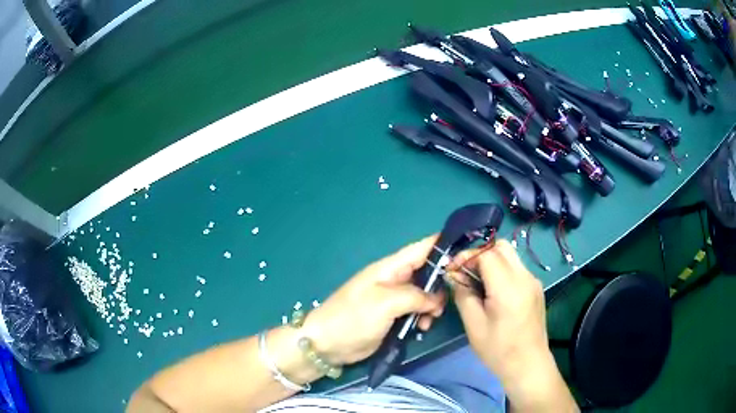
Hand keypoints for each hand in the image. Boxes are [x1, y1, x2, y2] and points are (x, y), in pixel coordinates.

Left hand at [301, 236, 445, 365]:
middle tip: (448, 300)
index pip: (421, 248)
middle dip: (441, 284)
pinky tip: (422, 328)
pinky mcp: (394, 316)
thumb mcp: (385, 302)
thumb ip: (415, 296)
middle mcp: (395, 279)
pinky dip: (424, 317)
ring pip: (425, 294)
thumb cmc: (353, 317)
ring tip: (430, 320)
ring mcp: (394, 299)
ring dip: (433, 305)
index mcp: (390, 267)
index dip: (443, 244)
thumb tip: (437, 299)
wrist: (327, 344)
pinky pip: (417, 311)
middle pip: (427, 272)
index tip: (466, 248)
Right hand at [448, 240, 576, 411]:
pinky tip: (493, 290)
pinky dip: (502, 270)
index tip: (453, 269)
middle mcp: (525, 277)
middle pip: (501, 247)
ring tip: (477, 281)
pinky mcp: (536, 288)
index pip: (487, 253)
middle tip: (465, 272)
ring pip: (510, 255)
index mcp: (508, 287)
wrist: (528, 364)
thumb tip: (454, 274)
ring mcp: (533, 281)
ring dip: (491, 260)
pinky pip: (517, 268)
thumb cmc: (498, 350)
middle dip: (479, 253)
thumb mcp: (474, 325)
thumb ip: (463, 294)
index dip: (467, 256)